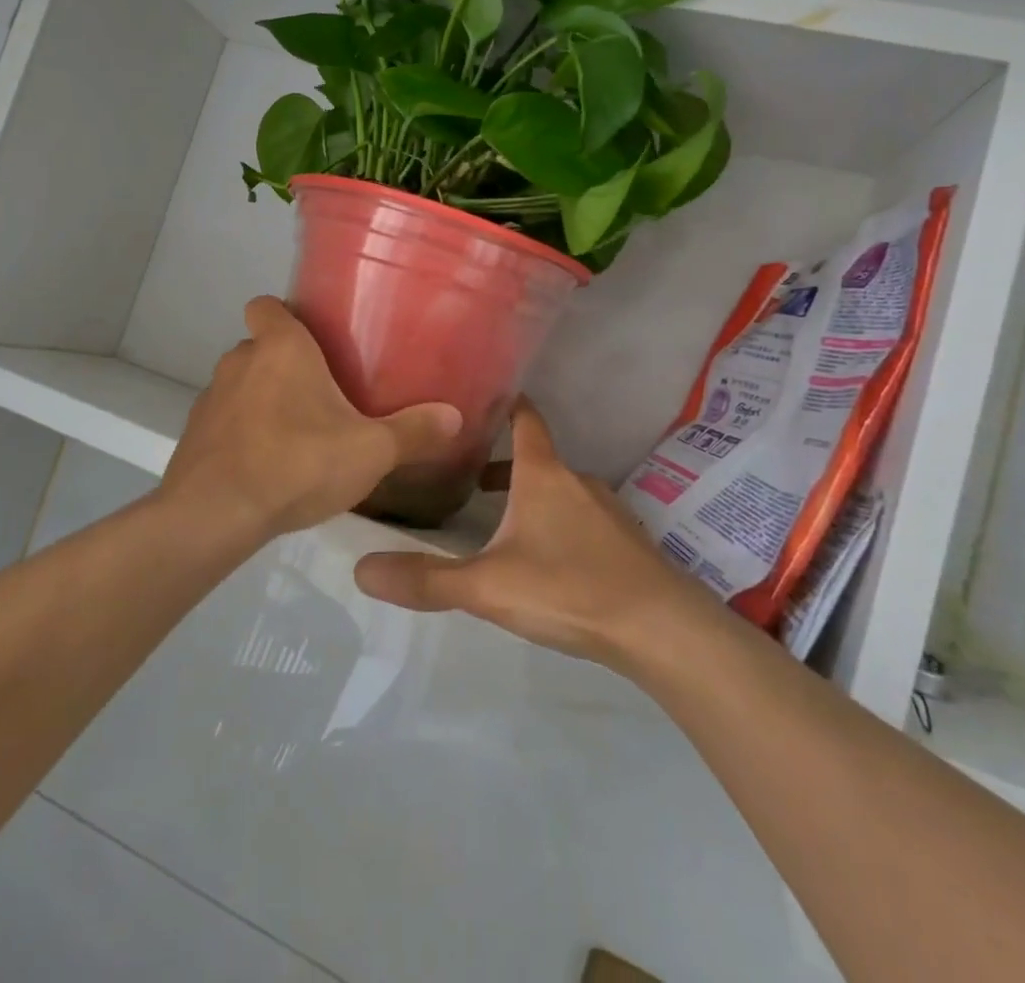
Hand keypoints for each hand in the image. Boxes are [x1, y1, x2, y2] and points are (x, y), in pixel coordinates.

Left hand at [162, 296, 462, 538]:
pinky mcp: (194, 435)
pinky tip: (265, 464)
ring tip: (294, 432)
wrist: (215, 515)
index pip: (266, 304)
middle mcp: (240, 361)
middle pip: (259, 346)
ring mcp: (211, 398)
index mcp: (281, 348)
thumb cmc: (297, 463)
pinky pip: (224, 421)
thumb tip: (455, 416)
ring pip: (241, 384)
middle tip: (319, 392)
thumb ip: (413, 432)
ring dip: (261, 399)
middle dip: (283, 363)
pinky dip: (241, 432)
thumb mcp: (369, 450)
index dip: (284, 314)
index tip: (311, 336)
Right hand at [353, 399, 702, 665]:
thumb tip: (360, 569)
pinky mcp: (626, 544)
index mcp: (544, 474)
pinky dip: (557, 523)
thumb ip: (426, 579)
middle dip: (502, 464)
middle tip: (465, 473)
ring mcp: (607, 512)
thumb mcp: (488, 586)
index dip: (505, 402)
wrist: (663, 630)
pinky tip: (546, 559)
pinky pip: (582, 520)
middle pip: (536, 459)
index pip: (525, 418)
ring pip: (559, 492)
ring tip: (498, 521)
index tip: (480, 395)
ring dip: (529, 497)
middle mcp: (577, 481)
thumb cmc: (569, 588)